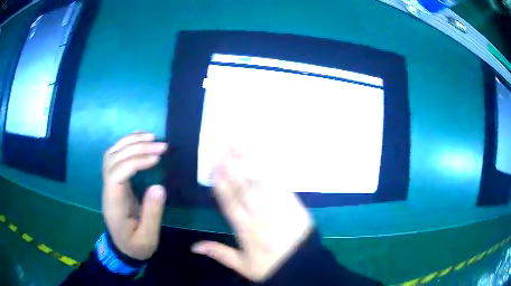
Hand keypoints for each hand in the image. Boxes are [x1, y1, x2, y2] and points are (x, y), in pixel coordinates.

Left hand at [102, 132, 167, 259]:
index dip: (135, 162)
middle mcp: (107, 189)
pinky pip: (115, 157)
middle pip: (113, 159)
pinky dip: (126, 144)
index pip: (117, 174)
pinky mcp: (114, 182)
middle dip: (136, 148)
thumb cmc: (136, 245)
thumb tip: (159, 187)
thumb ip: (152, 214)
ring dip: (130, 142)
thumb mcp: (147, 238)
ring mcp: (109, 184)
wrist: (122, 249)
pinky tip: (139, 138)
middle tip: (161, 145)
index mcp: (114, 204)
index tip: (157, 158)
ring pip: (112, 154)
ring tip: (151, 137)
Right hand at [191, 150, 313, 281]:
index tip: (213, 168)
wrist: (304, 265)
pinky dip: (270, 169)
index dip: (221, 185)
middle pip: (243, 189)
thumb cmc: (272, 266)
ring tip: (238, 146)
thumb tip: (193, 246)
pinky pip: (280, 184)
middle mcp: (260, 216)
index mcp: (246, 231)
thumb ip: (219, 254)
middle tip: (221, 148)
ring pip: (260, 182)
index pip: (230, 204)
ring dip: (248, 162)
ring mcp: (278, 208)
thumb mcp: (244, 266)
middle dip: (231, 167)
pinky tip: (262, 157)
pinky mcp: (293, 203)